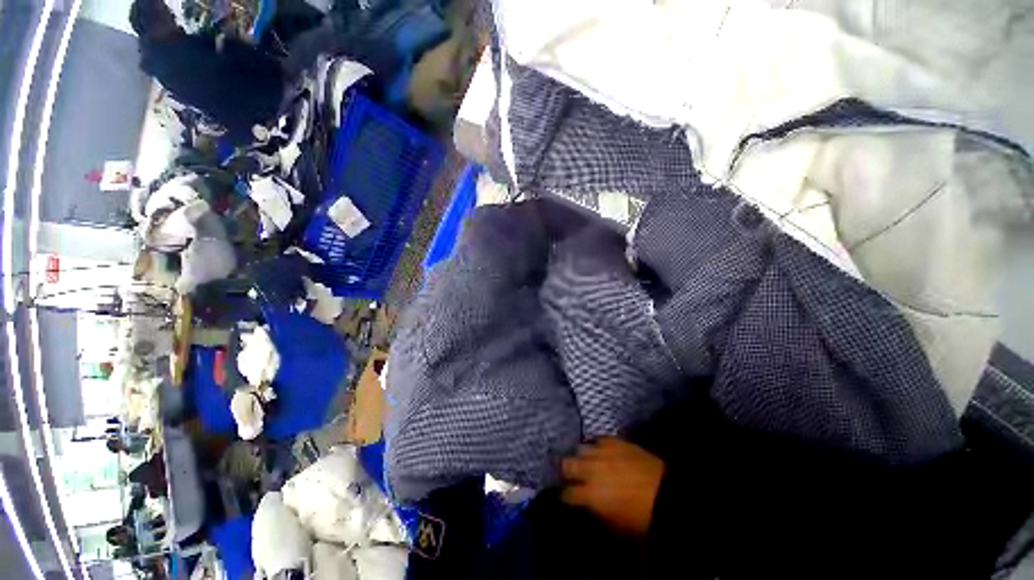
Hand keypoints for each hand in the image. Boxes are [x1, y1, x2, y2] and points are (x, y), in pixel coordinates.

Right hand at [561, 437, 664, 536]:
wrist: (668, 497)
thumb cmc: (643, 520)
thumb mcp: (616, 528)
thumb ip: (597, 514)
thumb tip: (588, 506)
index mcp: (591, 495)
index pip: (567, 493)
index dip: (565, 495)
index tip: (565, 497)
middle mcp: (592, 470)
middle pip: (568, 464)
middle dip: (567, 471)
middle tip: (570, 475)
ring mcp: (604, 453)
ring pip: (581, 448)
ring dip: (581, 456)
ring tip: (584, 461)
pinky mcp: (616, 442)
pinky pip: (600, 439)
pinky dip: (597, 445)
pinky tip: (600, 450)